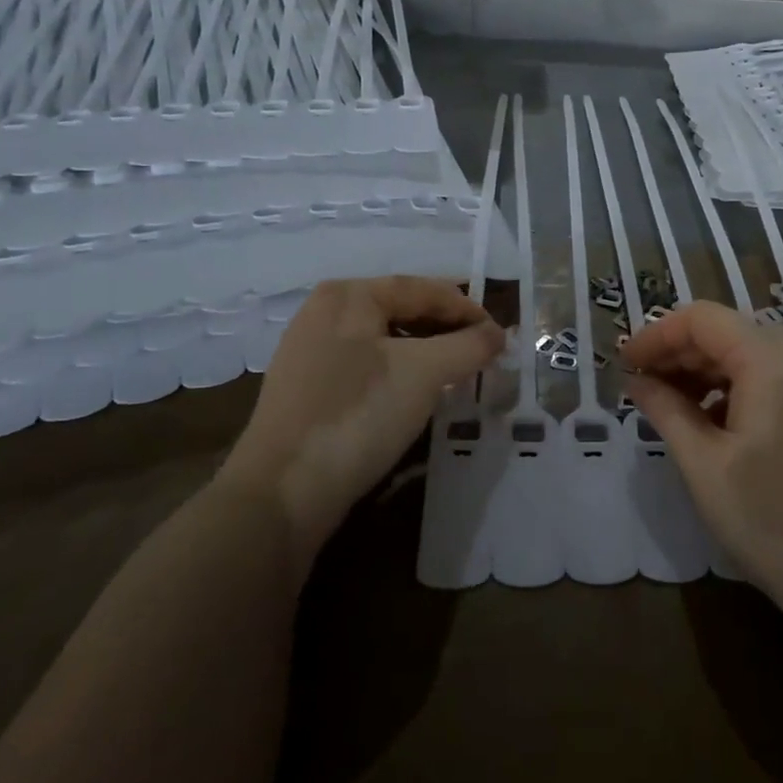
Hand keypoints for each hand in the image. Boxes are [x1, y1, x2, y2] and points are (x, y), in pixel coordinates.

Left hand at [221, 277, 502, 567]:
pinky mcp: (306, 387)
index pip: (423, 289)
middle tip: (482, 355)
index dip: (468, 310)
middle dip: (446, 331)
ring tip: (454, 375)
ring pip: (384, 339)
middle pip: (402, 310)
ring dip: (425, 352)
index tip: (500, 336)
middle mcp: (325, 311)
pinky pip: (365, 365)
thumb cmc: (358, 413)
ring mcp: (310, 350)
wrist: (282, 492)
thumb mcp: (425, 373)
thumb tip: (498, 334)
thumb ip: (469, 346)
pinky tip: (414, 395)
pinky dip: (398, 372)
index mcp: (349, 294)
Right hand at [622, 302, 782, 622]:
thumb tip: (635, 380)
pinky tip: (709, 421)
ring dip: (702, 371)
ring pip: (747, 354)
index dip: (656, 335)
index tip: (623, 363)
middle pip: (726, 332)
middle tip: (639, 386)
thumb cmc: (770, 520)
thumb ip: (665, 410)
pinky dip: (732, 387)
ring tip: (667, 404)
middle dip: (677, 352)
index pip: (701, 319)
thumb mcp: (704, 464)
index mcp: (770, 360)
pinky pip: (769, 377)